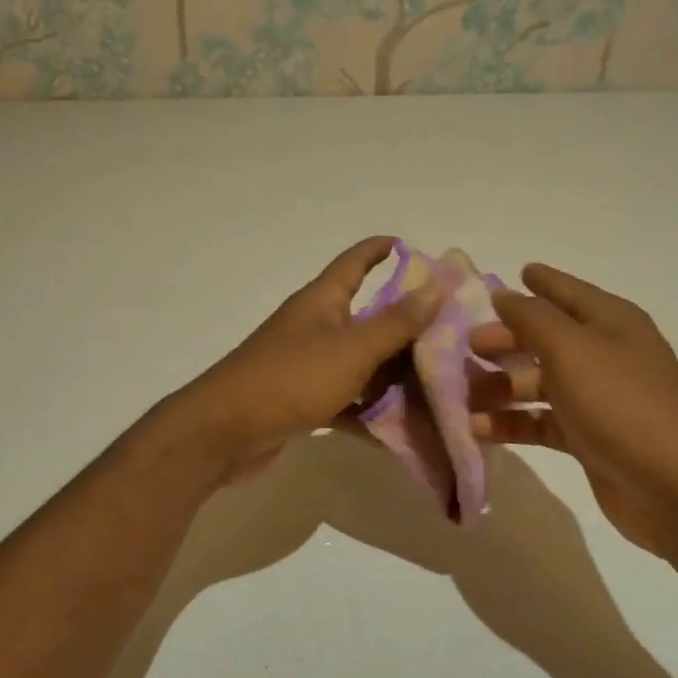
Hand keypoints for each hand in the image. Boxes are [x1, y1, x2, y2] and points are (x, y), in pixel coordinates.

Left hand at [177, 237, 442, 483]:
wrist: (226, 432)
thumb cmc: (292, 378)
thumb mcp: (352, 348)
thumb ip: (397, 322)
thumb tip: (437, 285)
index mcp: (322, 301)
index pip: (355, 262)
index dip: (380, 250)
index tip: (410, 245)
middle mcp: (315, 326)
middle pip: (366, 316)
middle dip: (405, 324)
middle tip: (451, 333)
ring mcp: (307, 365)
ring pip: (360, 362)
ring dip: (392, 373)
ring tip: (439, 383)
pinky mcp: (303, 400)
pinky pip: (346, 399)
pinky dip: (369, 410)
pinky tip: (402, 428)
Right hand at [469, 263, 677, 557]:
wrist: (677, 489)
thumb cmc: (621, 404)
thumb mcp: (571, 349)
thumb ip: (531, 318)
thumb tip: (505, 294)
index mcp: (610, 322)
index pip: (567, 291)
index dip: (539, 281)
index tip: (511, 272)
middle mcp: (605, 354)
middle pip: (545, 338)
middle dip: (505, 341)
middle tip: (465, 347)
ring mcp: (598, 398)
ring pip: (538, 383)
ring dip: (500, 387)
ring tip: (461, 395)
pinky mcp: (589, 438)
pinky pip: (541, 421)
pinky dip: (512, 423)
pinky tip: (478, 430)